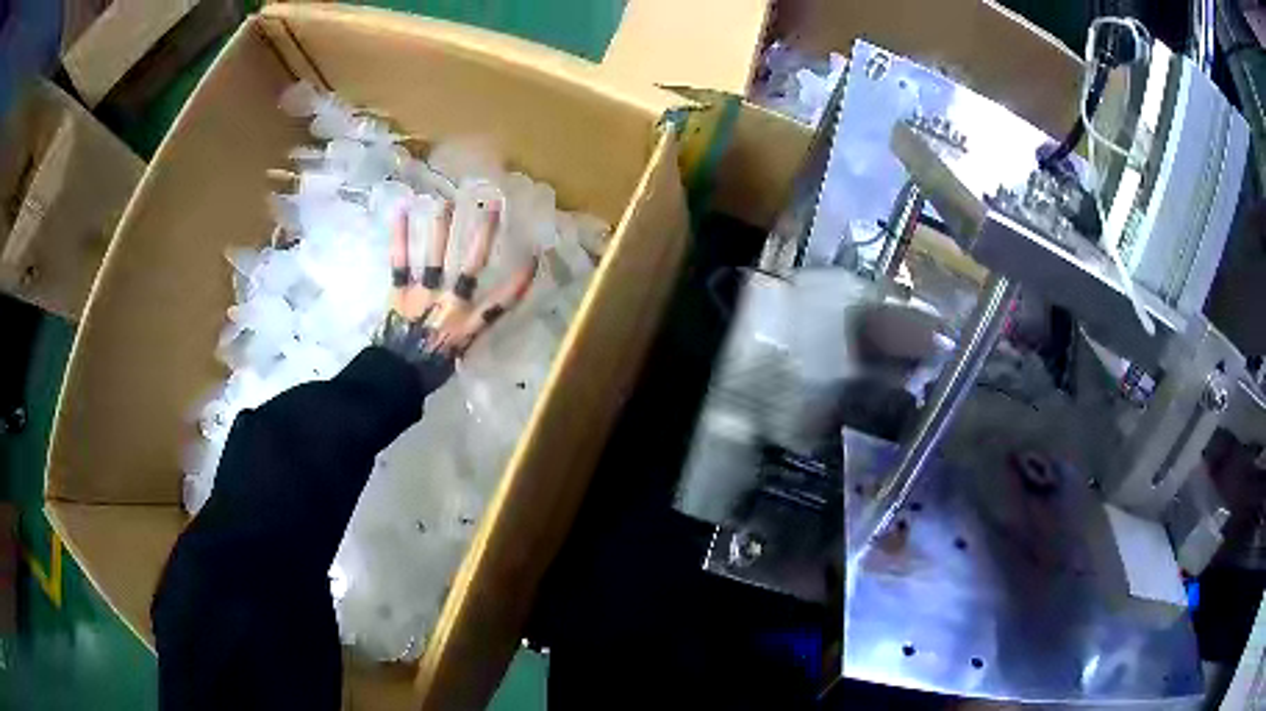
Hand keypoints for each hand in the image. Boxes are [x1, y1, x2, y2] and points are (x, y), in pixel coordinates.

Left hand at [375, 196, 537, 385]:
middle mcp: (451, 303)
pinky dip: (400, 237)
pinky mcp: (401, 292)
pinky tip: (401, 212)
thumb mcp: (455, 358)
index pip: (500, 302)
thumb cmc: (427, 373)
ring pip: (436, 256)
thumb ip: (462, 334)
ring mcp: (425, 294)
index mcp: (468, 325)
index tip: (534, 256)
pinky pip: (400, 262)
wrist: (394, 378)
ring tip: (445, 201)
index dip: (518, 280)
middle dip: (484, 235)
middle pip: (471, 266)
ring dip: (442, 228)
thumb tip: (464, 321)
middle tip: (493, 206)